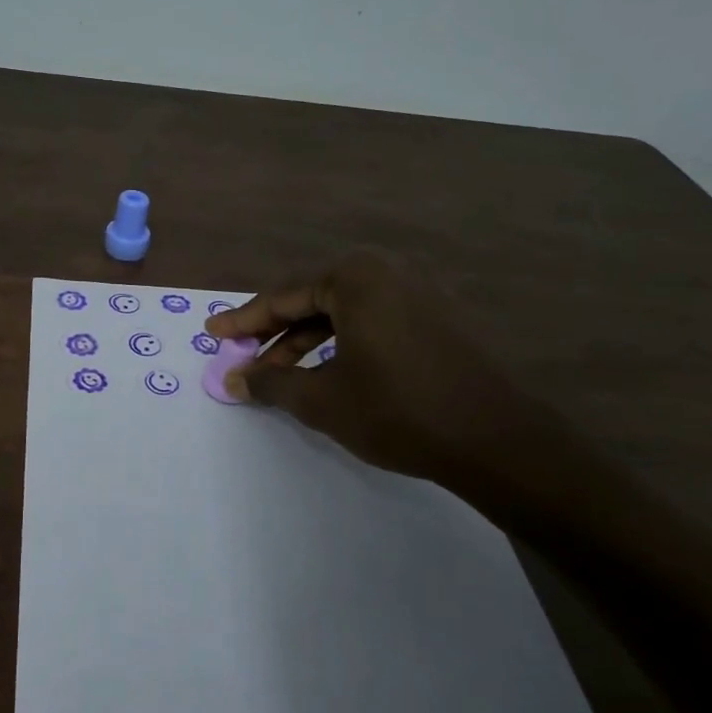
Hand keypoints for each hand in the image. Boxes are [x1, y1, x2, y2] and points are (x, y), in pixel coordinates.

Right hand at [204, 251, 572, 501]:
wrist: (497, 440)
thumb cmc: (398, 411)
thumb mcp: (321, 399)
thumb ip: (270, 384)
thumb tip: (232, 380)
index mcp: (355, 277)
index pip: (284, 296)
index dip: (244, 319)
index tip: (214, 332)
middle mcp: (388, 272)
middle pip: (313, 299)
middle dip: (275, 331)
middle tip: (242, 354)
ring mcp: (419, 292)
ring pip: (343, 312)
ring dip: (306, 341)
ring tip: (279, 373)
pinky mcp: (438, 317)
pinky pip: (373, 320)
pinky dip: (341, 342)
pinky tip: (327, 370)